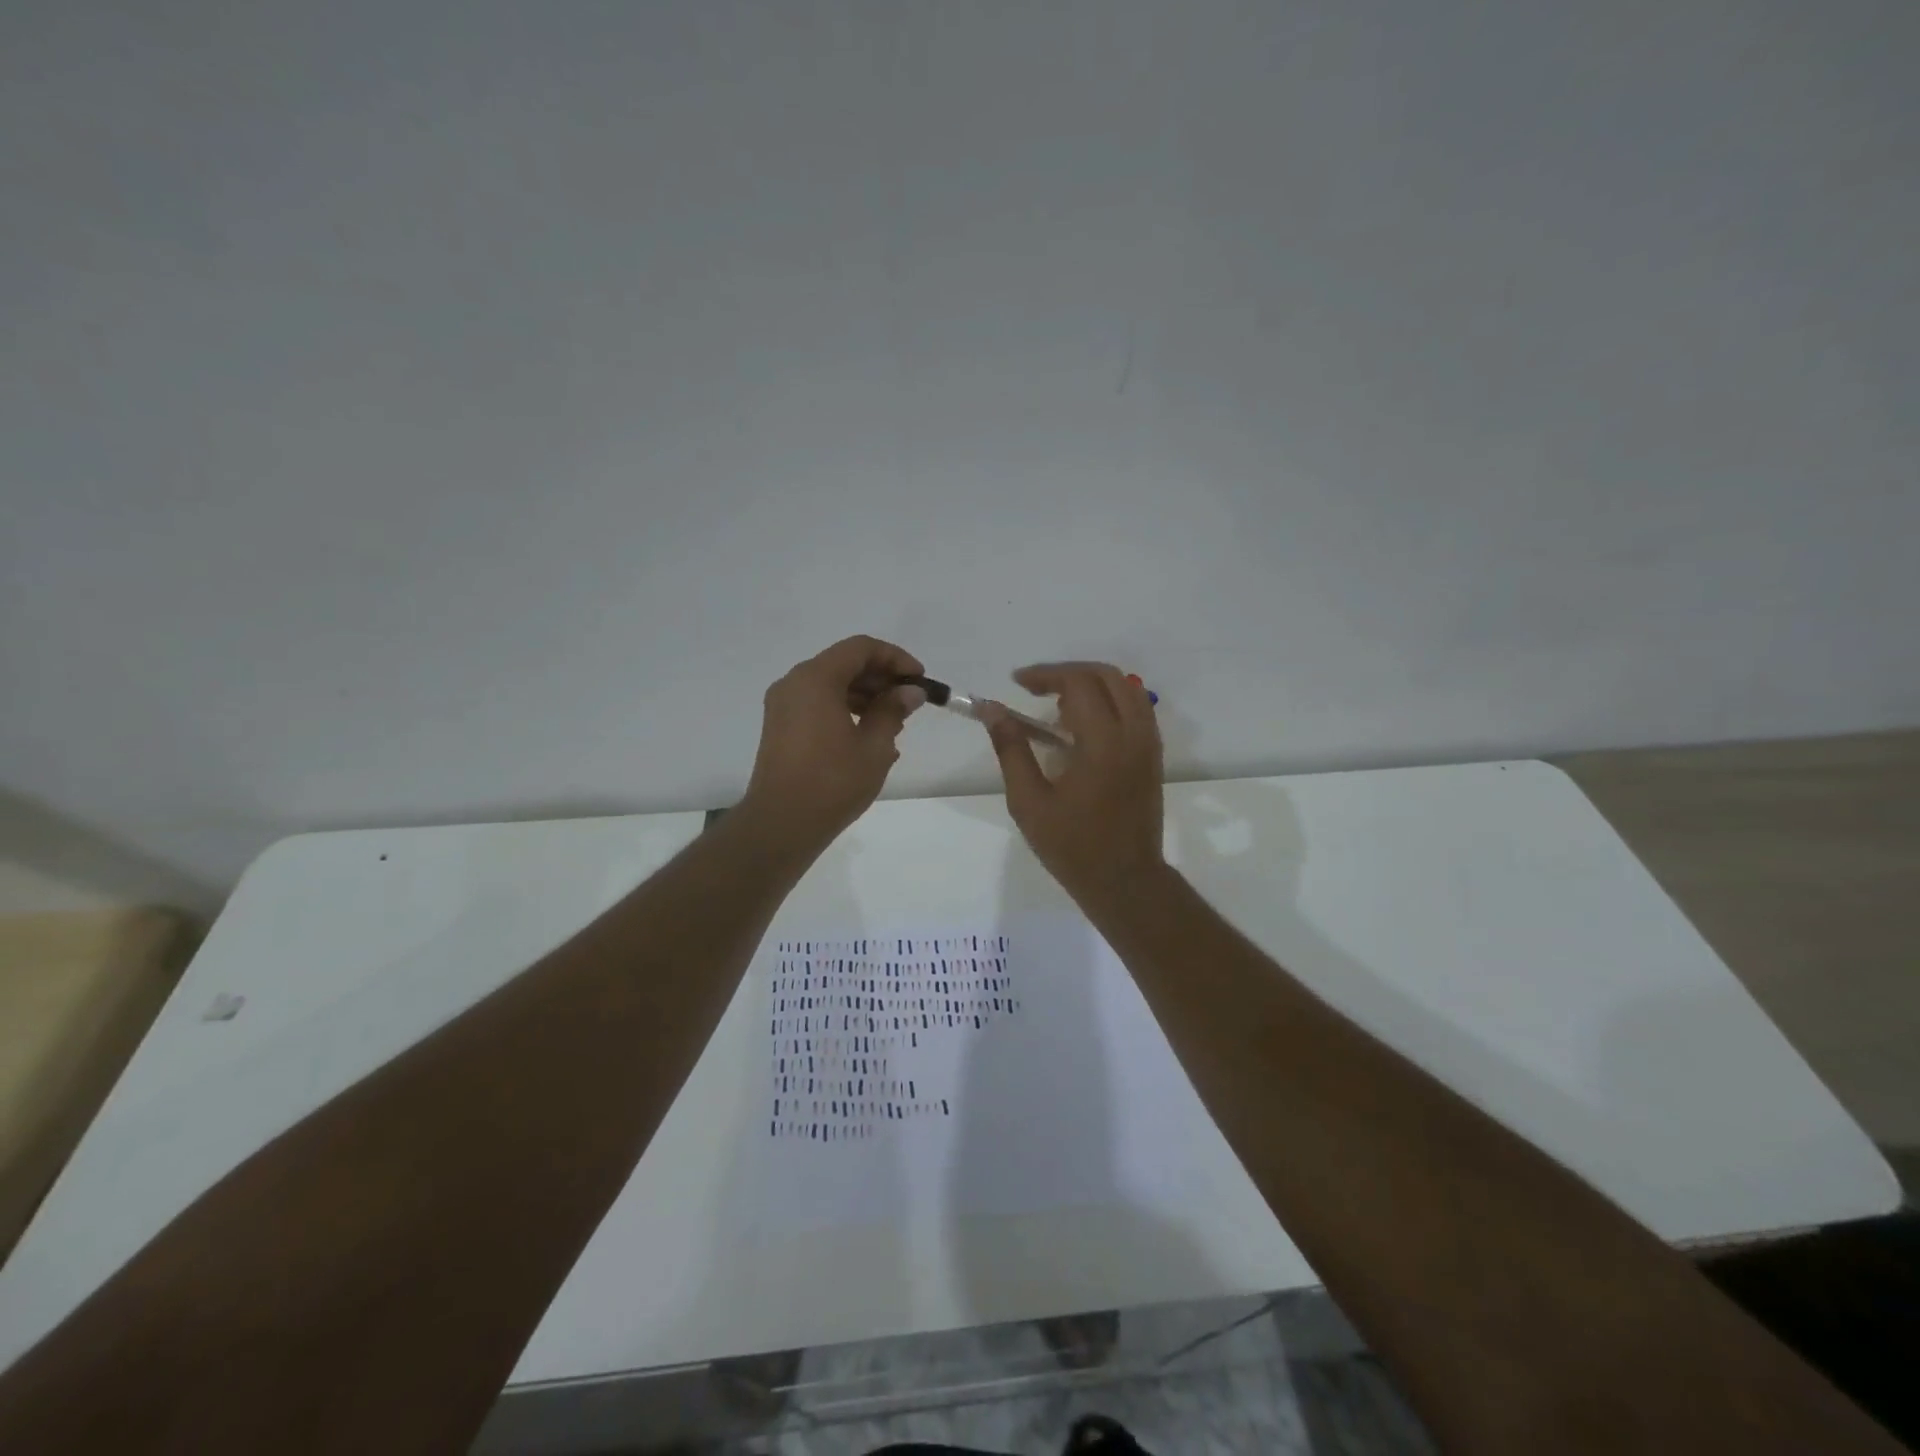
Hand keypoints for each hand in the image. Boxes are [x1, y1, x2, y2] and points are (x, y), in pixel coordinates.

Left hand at [741, 635, 925, 854]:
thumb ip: (893, 711)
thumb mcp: (874, 746)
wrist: (781, 824)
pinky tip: (868, 736)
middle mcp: (794, 683)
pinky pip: (817, 704)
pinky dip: (844, 709)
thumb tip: (910, 692)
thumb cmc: (832, 782)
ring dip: (865, 695)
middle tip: (909, 703)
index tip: (919, 680)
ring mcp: (783, 705)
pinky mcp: (780, 726)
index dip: (895, 658)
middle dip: (880, 678)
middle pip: (844, 663)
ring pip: (830, 684)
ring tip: (894, 724)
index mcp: (816, 679)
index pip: (861, 648)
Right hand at [979, 662, 1164, 907]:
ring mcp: (1148, 743)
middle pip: (1107, 675)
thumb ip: (1011, 749)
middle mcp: (1133, 734)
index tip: (1017, 683)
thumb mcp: (1028, 800)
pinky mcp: (1153, 755)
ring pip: (1127, 688)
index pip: (1078, 683)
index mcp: (1102, 743)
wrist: (1124, 880)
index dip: (1045, 674)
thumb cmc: (1071, 845)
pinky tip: (1084, 722)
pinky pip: (1137, 708)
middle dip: (1068, 672)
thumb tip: (991, 710)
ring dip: (1092, 683)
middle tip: (1035, 687)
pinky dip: (1111, 700)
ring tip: (1059, 704)